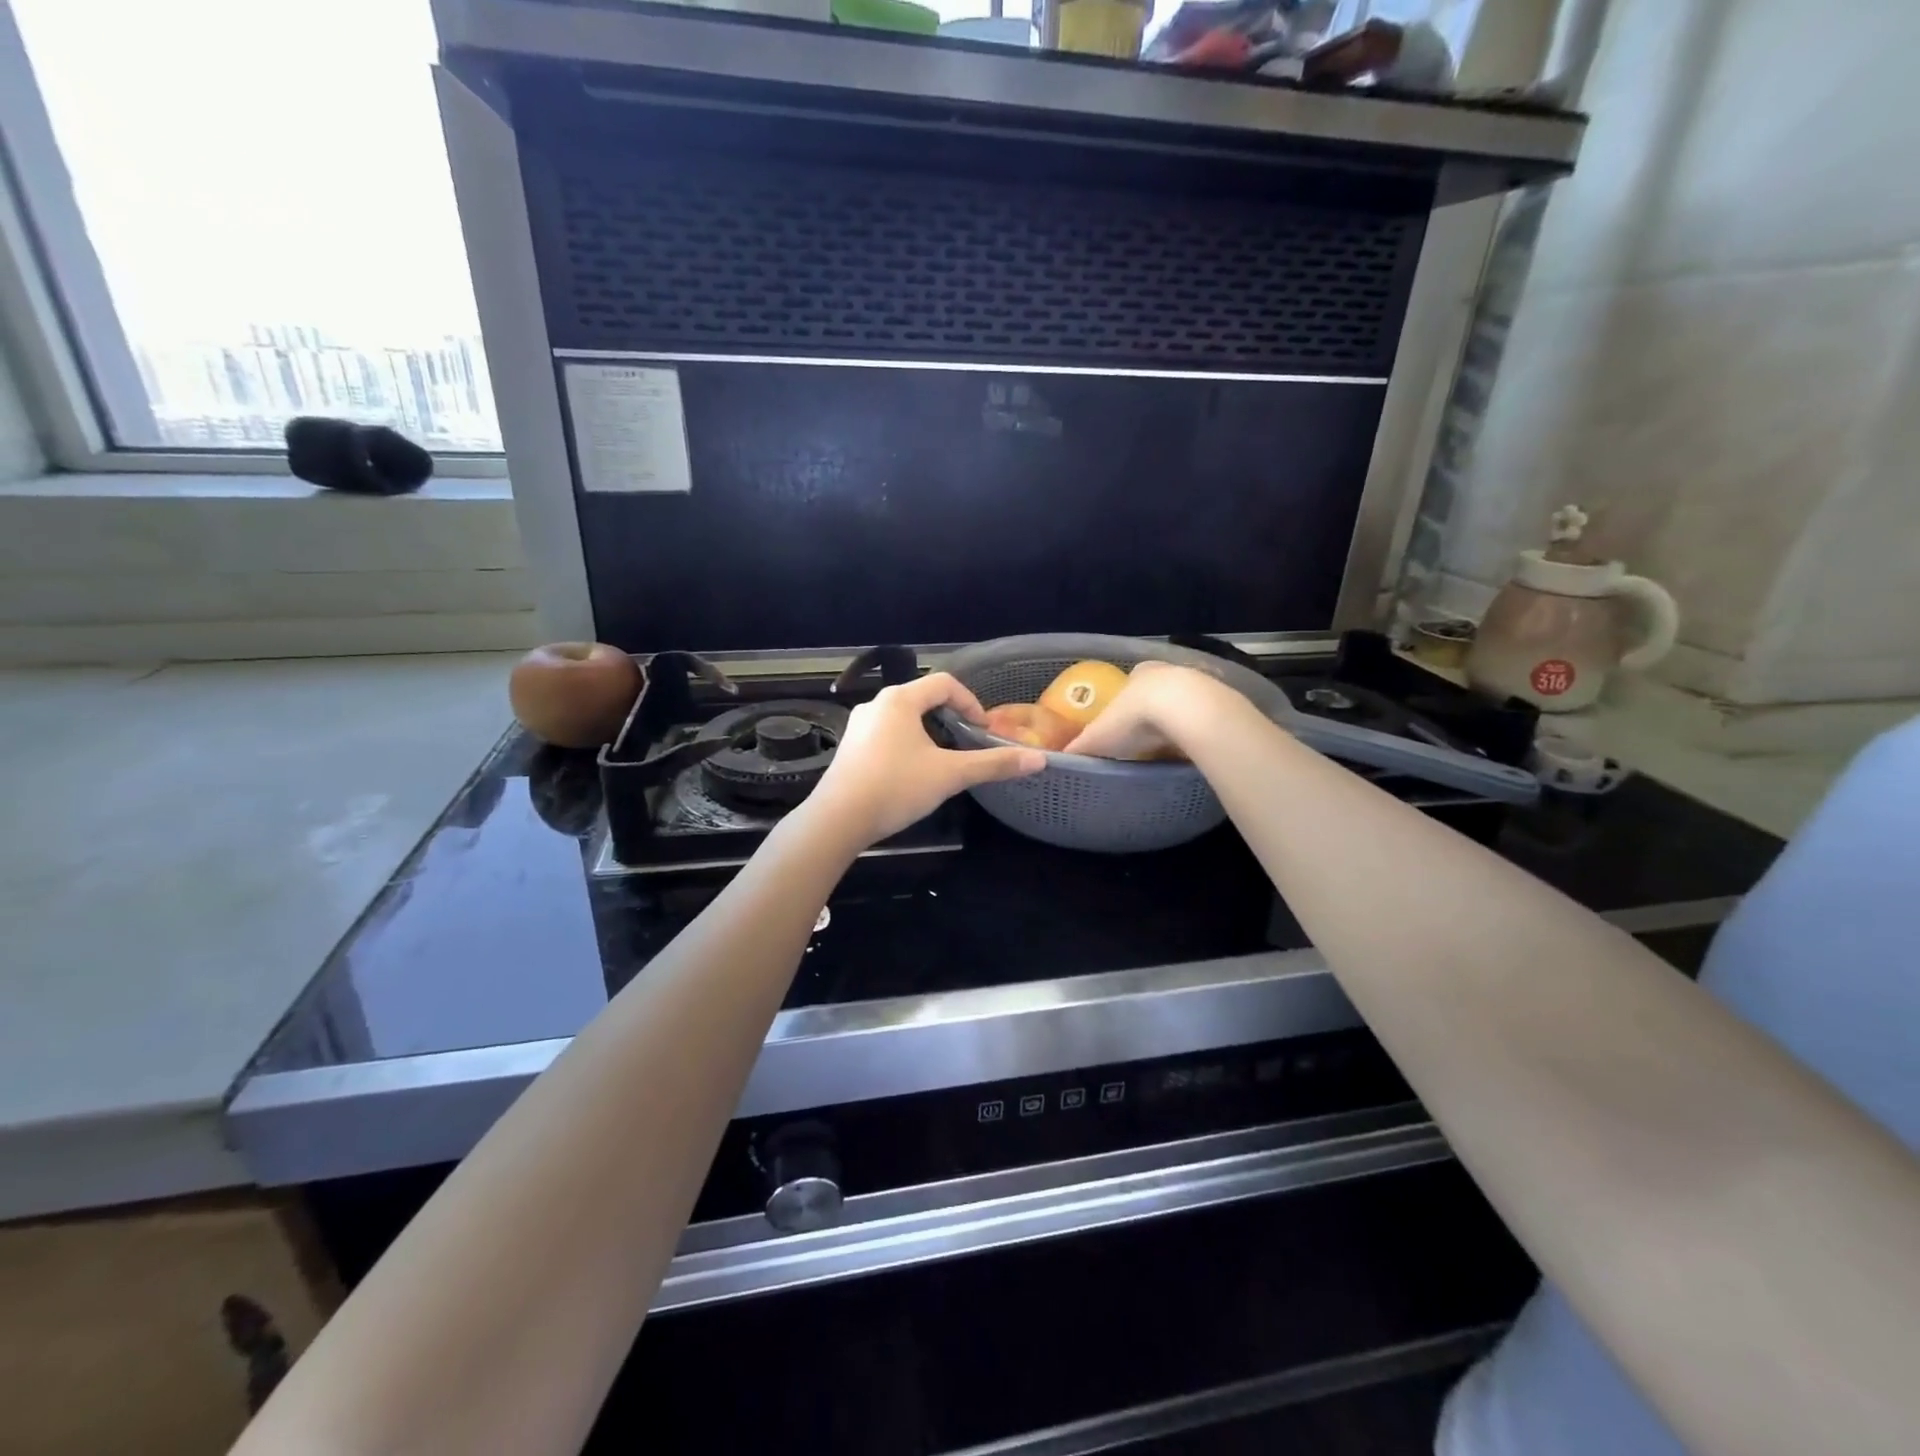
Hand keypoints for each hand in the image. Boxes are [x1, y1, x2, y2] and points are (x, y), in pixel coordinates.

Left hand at [804, 673, 1045, 848]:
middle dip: (950, 717)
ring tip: (944, 759)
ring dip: (928, 731)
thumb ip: (993, 764)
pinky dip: (907, 743)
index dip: (971, 702)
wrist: (838, 819)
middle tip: (967, 742)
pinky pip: (887, 734)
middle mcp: (877, 704)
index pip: (945, 683)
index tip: (983, 730)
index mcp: (900, 700)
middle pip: (923, 698)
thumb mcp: (950, 775)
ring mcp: (859, 726)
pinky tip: (913, 772)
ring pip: (903, 717)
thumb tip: (1038, 760)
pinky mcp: (850, 747)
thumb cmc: (896, 787)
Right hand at [1063, 662, 1238, 760]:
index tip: (1123, 723)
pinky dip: (1198, 731)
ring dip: (1178, 721)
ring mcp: (1198, 684)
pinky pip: (1206, 718)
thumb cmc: (1136, 718)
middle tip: (1145, 739)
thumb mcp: (1099, 735)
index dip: (1125, 702)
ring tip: (1169, 749)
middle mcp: (1168, 672)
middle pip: (1158, 692)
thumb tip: (1060, 760)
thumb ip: (1081, 746)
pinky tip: (1192, 749)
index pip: (1130, 682)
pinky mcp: (1222, 701)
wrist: (1188, 711)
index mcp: (1138, 674)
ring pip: (1184, 704)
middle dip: (1153, 712)